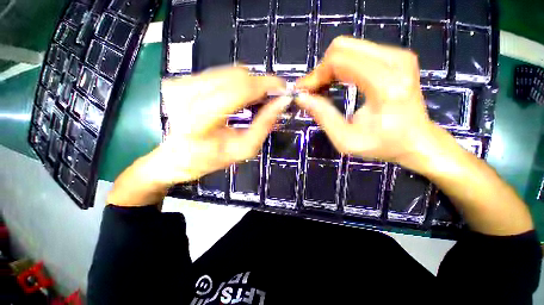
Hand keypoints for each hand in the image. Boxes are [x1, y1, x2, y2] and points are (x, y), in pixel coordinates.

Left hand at [107, 67, 288, 205]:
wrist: (176, 157)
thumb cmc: (210, 159)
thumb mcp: (243, 149)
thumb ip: (264, 125)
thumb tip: (282, 102)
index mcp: (200, 120)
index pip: (239, 90)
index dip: (265, 85)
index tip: (283, 88)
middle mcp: (187, 95)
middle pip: (236, 75)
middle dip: (260, 84)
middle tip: (271, 98)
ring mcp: (182, 84)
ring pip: (230, 71)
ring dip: (249, 84)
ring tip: (255, 100)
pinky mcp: (182, 80)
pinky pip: (220, 73)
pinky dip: (236, 83)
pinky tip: (238, 97)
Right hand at [295, 37, 435, 165]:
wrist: (417, 140)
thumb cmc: (383, 144)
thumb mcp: (346, 139)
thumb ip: (323, 116)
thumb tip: (302, 98)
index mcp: (384, 84)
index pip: (339, 61)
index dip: (315, 75)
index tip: (304, 92)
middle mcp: (395, 61)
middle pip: (342, 48)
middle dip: (321, 70)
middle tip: (312, 91)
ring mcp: (398, 55)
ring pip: (348, 48)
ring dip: (329, 68)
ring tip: (322, 89)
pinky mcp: (397, 56)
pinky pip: (358, 52)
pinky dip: (341, 66)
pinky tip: (336, 83)